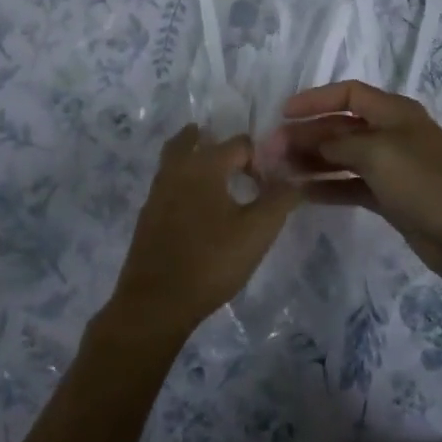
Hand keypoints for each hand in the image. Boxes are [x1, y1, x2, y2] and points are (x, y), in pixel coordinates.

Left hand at [105, 126, 298, 342]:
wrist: (156, 301)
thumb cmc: (211, 262)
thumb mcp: (257, 232)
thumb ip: (279, 200)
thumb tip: (294, 179)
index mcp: (205, 164)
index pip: (239, 144)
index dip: (260, 159)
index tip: (271, 183)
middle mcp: (177, 168)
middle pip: (194, 139)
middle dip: (218, 144)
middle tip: (240, 163)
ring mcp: (157, 190)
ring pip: (176, 158)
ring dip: (195, 157)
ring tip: (217, 177)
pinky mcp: (148, 213)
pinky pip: (168, 182)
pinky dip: (183, 181)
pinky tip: (197, 207)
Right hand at [262, 81, 441, 296]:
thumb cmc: (424, 183)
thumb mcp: (377, 153)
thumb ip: (337, 144)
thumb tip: (307, 143)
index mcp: (394, 112)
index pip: (348, 93)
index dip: (315, 99)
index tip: (283, 113)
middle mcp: (391, 134)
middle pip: (341, 126)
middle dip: (307, 134)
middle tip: (272, 149)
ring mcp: (391, 167)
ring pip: (343, 157)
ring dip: (313, 160)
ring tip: (279, 170)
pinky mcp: (390, 197)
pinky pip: (351, 185)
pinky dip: (328, 186)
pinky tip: (302, 192)